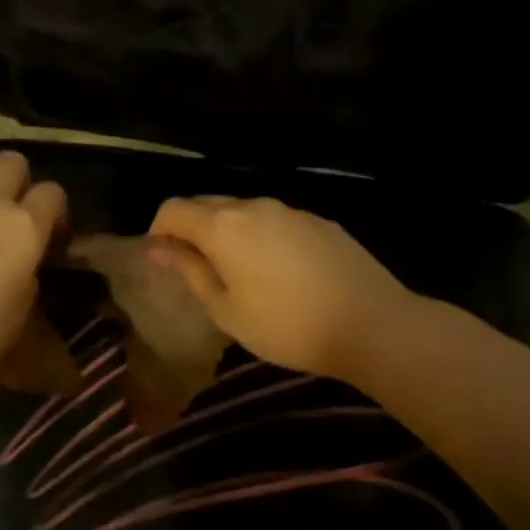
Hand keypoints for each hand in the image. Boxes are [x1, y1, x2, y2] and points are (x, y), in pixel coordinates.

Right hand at [148, 196, 412, 381]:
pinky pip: (276, 222)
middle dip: (192, 230)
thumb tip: (158, 250)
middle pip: (207, 204)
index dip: (159, 231)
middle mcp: (254, 206)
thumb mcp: (226, 310)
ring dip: (228, 234)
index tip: (164, 262)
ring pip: (244, 212)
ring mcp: (290, 210)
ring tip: (240, 275)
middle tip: (198, 272)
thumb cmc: (286, 325)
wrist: (371, 323)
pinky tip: (280, 274)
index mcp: (223, 226)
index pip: (173, 209)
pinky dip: (262, 238)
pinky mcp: (319, 221)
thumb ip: (189, 273)